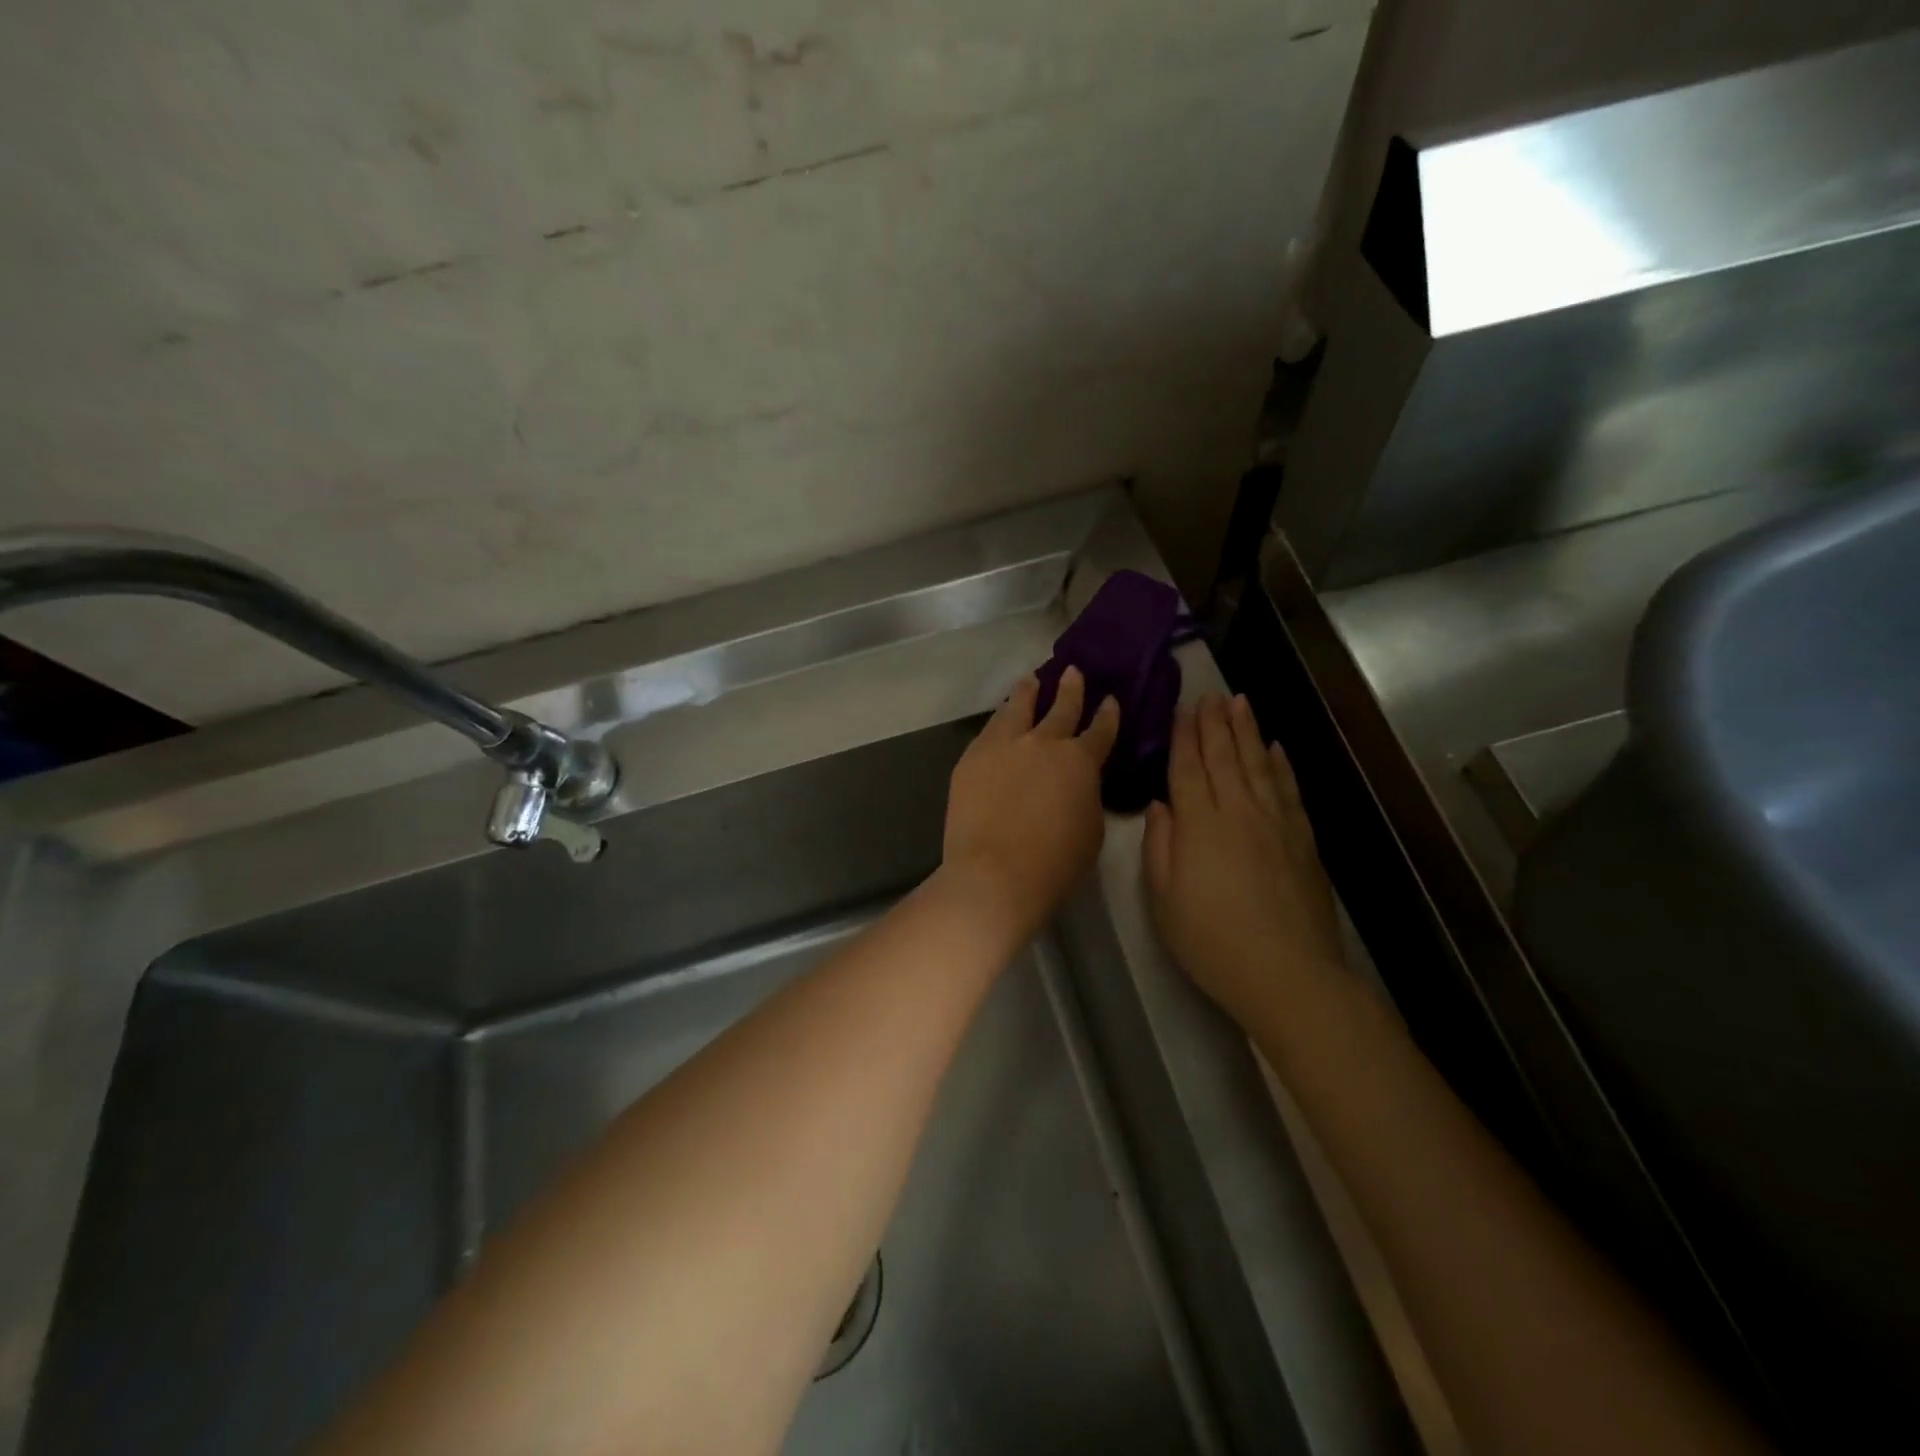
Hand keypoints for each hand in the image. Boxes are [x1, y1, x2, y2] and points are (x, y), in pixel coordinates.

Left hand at [941, 667, 1119, 944]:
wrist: (995, 874)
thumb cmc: (1055, 864)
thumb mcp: (1091, 830)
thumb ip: (1087, 796)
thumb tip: (1077, 784)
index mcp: (1080, 762)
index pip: (1100, 731)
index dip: (1107, 715)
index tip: (1110, 699)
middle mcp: (1043, 743)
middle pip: (1060, 708)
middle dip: (1069, 689)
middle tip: (1072, 671)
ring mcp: (1004, 746)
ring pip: (1017, 708)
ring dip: (1027, 692)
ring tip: (1029, 680)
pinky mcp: (972, 758)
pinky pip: (989, 729)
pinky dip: (999, 718)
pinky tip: (999, 716)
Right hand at [1144, 693, 1342, 1027]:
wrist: (1288, 973)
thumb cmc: (1211, 941)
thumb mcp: (1164, 900)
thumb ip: (1159, 847)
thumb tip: (1161, 806)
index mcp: (1199, 825)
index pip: (1188, 768)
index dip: (1183, 736)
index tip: (1182, 709)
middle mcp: (1239, 811)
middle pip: (1224, 757)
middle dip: (1214, 723)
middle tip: (1210, 694)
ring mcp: (1276, 822)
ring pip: (1258, 764)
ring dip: (1247, 731)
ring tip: (1240, 703)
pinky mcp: (1303, 839)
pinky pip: (1289, 789)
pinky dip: (1281, 764)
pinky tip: (1275, 748)